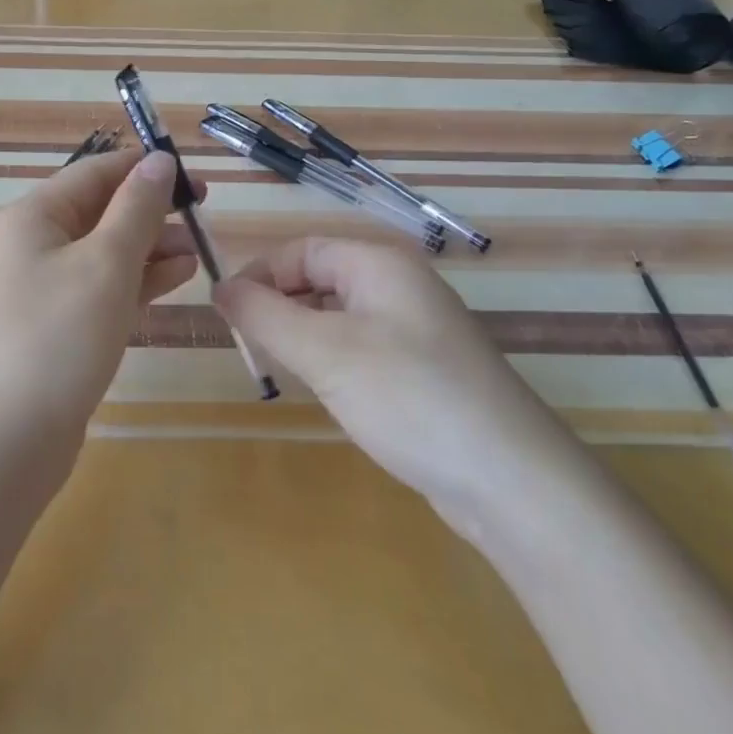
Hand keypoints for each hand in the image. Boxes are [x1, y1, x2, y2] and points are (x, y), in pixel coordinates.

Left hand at [0, 149, 198, 466]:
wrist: (4, 440)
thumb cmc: (58, 337)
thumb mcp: (106, 263)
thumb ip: (137, 209)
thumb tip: (159, 161)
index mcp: (31, 218)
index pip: (93, 173)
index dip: (143, 168)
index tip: (192, 174)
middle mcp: (30, 246)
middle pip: (98, 211)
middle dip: (150, 210)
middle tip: (201, 212)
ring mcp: (40, 289)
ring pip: (102, 252)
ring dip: (149, 247)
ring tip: (196, 249)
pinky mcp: (54, 327)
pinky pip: (99, 288)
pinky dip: (135, 281)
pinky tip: (175, 278)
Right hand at [214, 238, 587, 534]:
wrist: (513, 483)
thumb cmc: (408, 397)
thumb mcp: (323, 352)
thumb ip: (264, 315)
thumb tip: (219, 287)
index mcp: (379, 264)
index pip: (301, 251)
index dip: (259, 275)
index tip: (226, 315)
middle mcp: (401, 287)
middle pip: (320, 279)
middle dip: (278, 306)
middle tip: (250, 348)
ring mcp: (417, 331)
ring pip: (339, 317)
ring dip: (303, 336)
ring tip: (282, 371)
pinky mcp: (426, 371)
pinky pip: (362, 348)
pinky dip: (333, 361)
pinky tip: (329, 393)